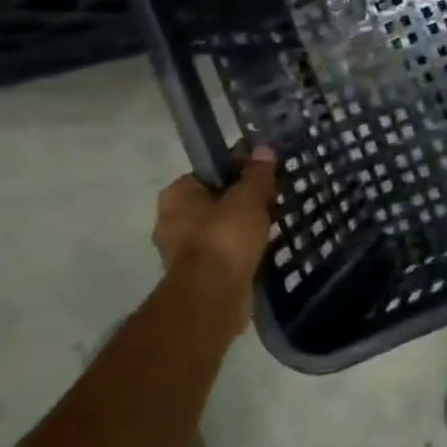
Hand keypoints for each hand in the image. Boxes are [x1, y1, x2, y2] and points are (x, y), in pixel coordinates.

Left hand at [152, 146, 277, 339]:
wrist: (213, 297)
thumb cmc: (225, 237)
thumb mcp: (249, 197)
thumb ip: (258, 173)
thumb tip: (264, 149)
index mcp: (176, 195)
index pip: (210, 171)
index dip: (239, 169)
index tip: (265, 173)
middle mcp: (172, 221)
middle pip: (216, 200)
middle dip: (243, 201)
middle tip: (274, 199)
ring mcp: (182, 251)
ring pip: (221, 228)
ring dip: (244, 227)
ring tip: (275, 223)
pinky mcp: (198, 276)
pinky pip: (225, 253)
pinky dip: (242, 250)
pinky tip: (266, 247)